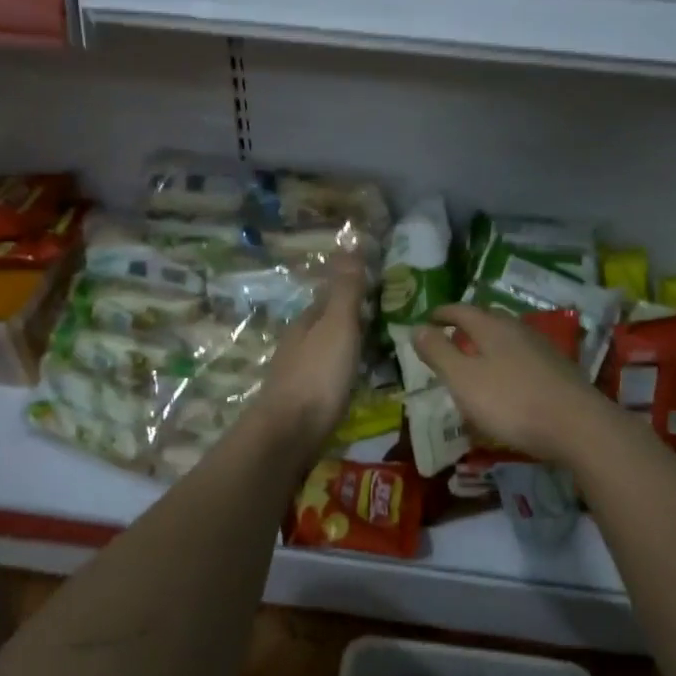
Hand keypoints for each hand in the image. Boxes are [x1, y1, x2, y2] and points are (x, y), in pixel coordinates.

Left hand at [250, 256, 367, 445]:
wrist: (289, 434)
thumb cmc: (317, 374)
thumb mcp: (337, 325)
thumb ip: (346, 289)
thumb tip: (349, 242)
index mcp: (307, 322)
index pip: (329, 296)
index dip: (351, 289)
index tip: (378, 288)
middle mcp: (299, 344)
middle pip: (326, 324)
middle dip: (350, 319)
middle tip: (385, 319)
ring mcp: (298, 374)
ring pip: (326, 351)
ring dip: (347, 346)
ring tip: (379, 349)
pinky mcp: (304, 402)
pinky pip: (329, 377)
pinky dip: (344, 372)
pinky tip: (357, 380)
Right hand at [413, 305, 608, 464]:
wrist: (577, 426)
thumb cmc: (511, 402)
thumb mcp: (463, 379)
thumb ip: (439, 353)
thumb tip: (416, 327)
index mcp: (492, 327)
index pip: (462, 310)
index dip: (443, 313)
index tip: (428, 318)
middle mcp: (518, 330)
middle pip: (488, 320)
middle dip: (467, 325)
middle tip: (450, 336)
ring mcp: (542, 349)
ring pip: (508, 339)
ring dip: (488, 345)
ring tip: (475, 360)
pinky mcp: (558, 371)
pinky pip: (522, 358)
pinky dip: (506, 363)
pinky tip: (506, 382)